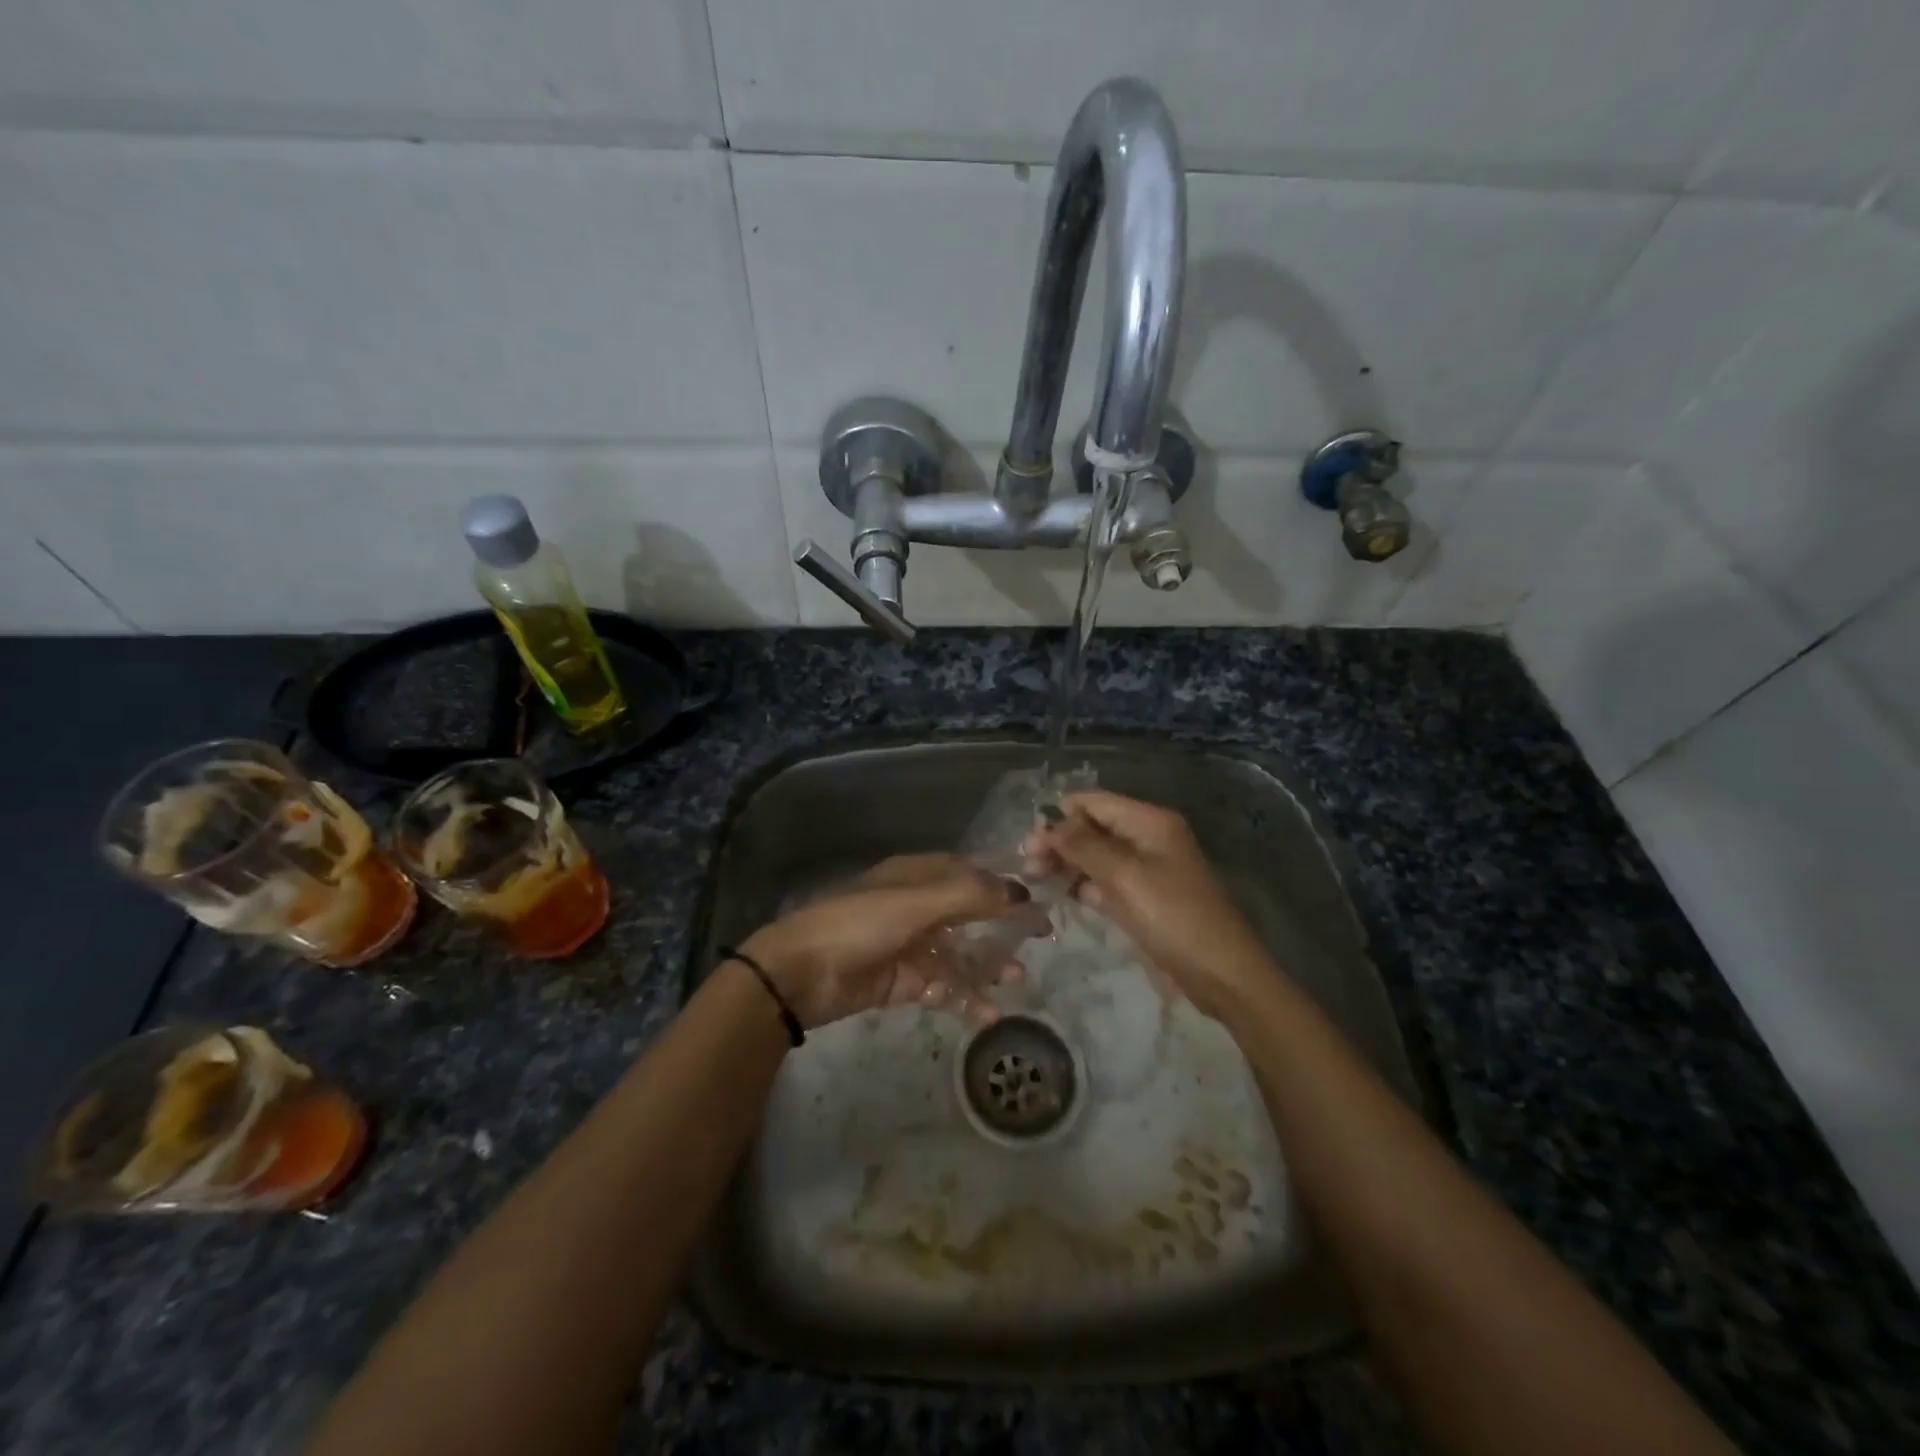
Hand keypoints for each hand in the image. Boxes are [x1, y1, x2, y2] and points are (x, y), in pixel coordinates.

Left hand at [739, 854, 1045, 1028]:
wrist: (800, 974)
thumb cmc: (859, 925)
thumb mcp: (917, 902)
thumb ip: (970, 896)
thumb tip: (1021, 891)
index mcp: (917, 876)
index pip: (971, 874)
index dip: (1005, 885)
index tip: (1039, 900)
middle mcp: (916, 906)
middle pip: (970, 914)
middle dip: (1003, 927)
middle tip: (1040, 942)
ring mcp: (908, 945)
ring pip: (959, 953)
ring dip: (987, 966)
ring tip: (1016, 981)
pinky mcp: (900, 981)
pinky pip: (941, 986)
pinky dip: (962, 997)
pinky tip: (984, 1012)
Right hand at [1026, 790, 1272, 1017]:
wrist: (1220, 974)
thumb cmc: (1174, 917)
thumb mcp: (1125, 876)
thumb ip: (1083, 845)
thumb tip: (1049, 821)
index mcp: (1148, 821)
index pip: (1093, 802)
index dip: (1060, 816)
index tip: (1030, 844)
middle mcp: (1146, 838)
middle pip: (1092, 828)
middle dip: (1059, 841)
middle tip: (1028, 867)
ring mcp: (1144, 870)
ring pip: (1094, 856)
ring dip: (1066, 864)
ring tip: (1034, 881)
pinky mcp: (1141, 899)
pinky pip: (1104, 882)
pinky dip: (1082, 886)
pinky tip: (1060, 896)